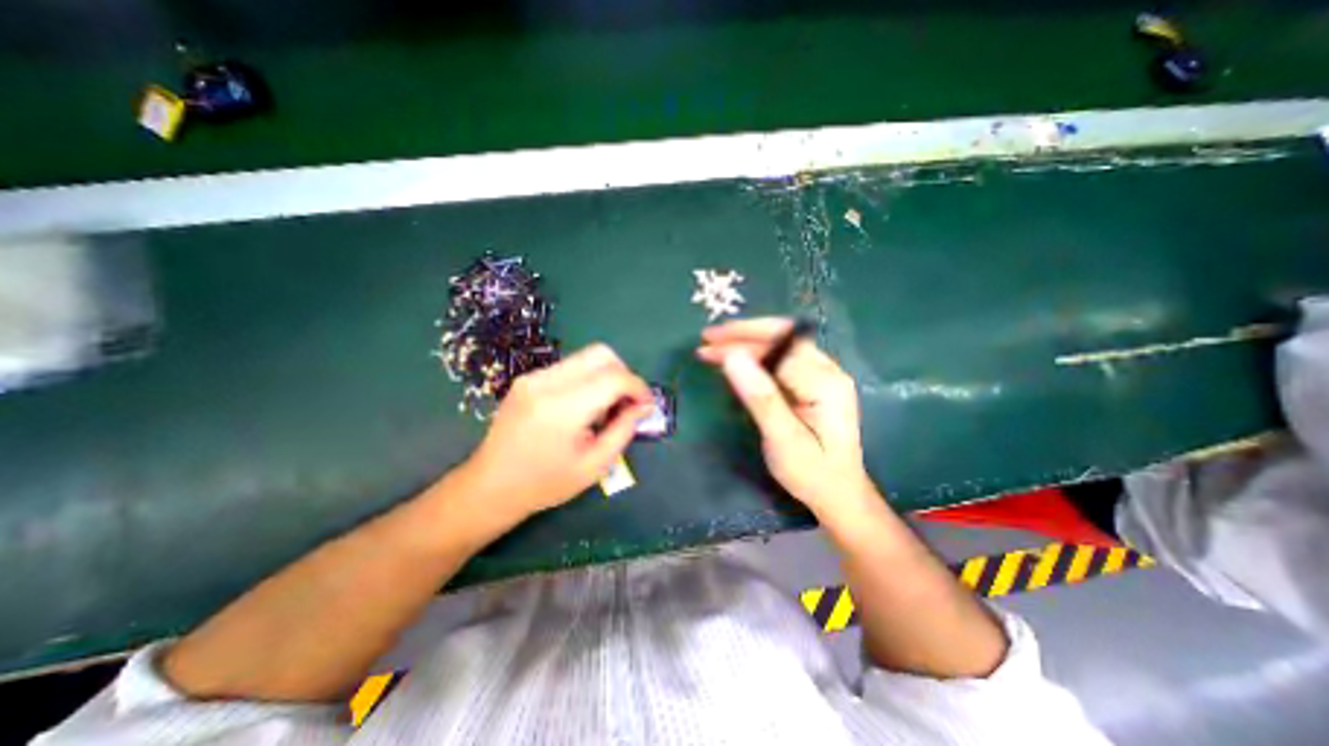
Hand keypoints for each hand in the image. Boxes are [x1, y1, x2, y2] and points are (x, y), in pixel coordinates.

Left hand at [461, 342, 652, 519]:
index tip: (646, 405)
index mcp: (562, 408)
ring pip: (586, 357)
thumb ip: (624, 430)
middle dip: (624, 373)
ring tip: (605, 407)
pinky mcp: (527, 378)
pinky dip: (588, 379)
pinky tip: (584, 406)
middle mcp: (546, 382)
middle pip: (601, 354)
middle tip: (627, 402)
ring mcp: (533, 377)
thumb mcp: (594, 465)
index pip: (614, 377)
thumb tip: (643, 405)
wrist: (490, 486)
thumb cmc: (545, 484)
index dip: (638, 387)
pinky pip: (570, 367)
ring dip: (606, 375)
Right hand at [697, 318, 873, 515]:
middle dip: (743, 333)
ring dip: (747, 340)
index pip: (778, 349)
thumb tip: (732, 357)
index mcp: (825, 383)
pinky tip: (736, 357)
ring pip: (781, 343)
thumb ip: (760, 398)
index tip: (707, 347)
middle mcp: (828, 370)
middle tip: (707, 337)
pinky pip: (782, 357)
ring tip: (714, 344)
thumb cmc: (812, 473)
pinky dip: (756, 353)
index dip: (741, 343)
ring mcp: (823, 374)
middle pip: (783, 336)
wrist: (840, 494)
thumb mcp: (783, 441)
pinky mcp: (814, 381)